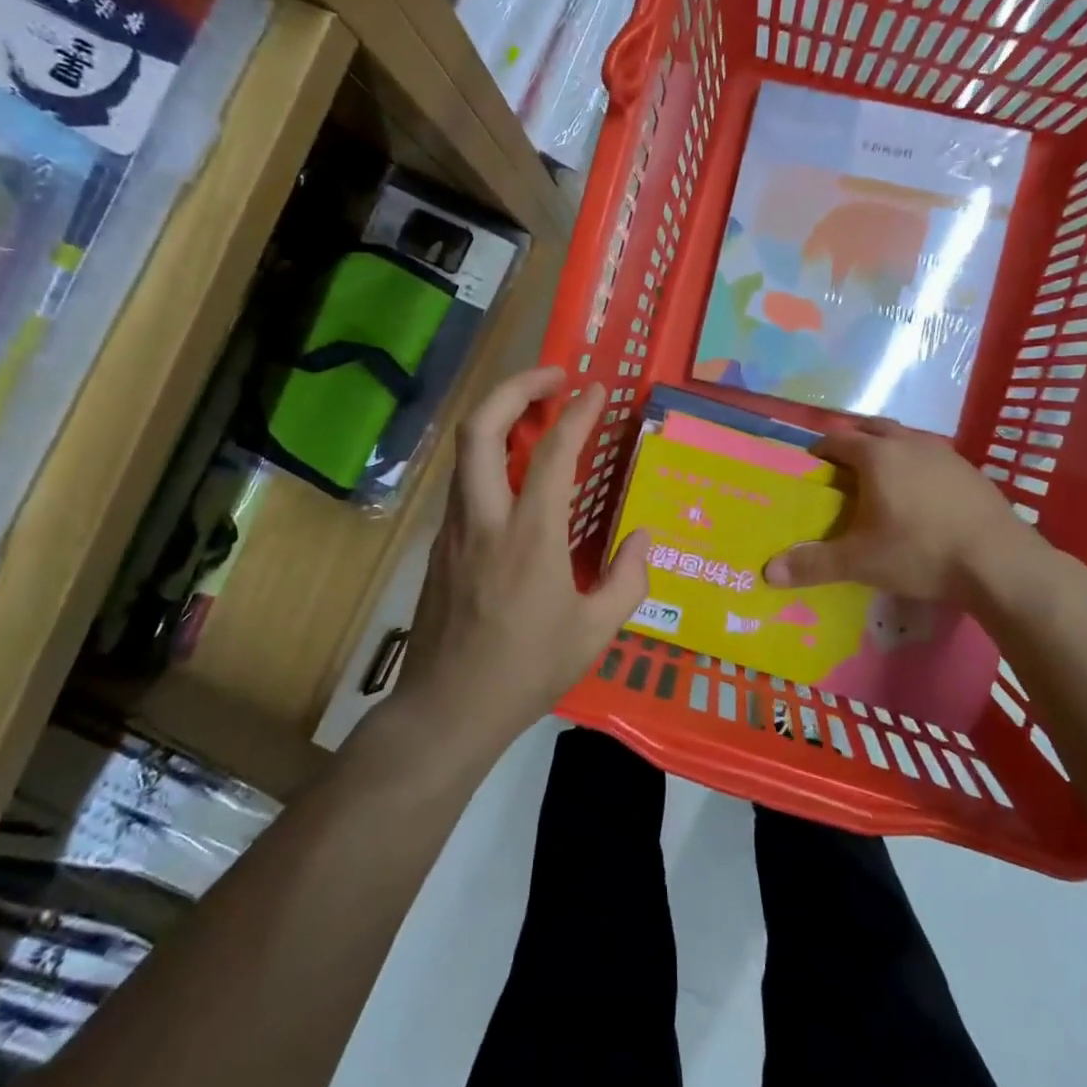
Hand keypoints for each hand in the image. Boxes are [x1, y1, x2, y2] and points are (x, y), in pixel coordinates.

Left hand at [392, 366, 649, 748]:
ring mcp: (455, 528)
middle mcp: (485, 518)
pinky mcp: (441, 543)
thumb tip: (645, 538)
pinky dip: (490, 454)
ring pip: (466, 449)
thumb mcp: (595, 632)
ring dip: (499, 415)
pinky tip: (516, 471)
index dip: (578, 412)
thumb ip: (628, 579)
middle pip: (481, 426)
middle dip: (516, 387)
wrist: (447, 708)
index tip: (596, 389)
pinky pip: (464, 480)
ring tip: (537, 412)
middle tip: (553, 377)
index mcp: (530, 536)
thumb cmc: (527, 671)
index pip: (554, 452)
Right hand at [763, 419, 1033, 600]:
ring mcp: (945, 454)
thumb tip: (768, 572)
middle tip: (842, 465)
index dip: (820, 449)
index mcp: (877, 456)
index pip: (838, 439)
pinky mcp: (971, 471)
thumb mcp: (861, 562)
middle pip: (872, 427)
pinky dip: (917, 464)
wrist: (1000, 562)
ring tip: (880, 476)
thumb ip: (814, 564)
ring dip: (888, 448)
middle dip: (854, 440)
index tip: (810, 465)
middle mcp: (909, 443)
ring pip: (906, 438)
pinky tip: (921, 494)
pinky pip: (933, 456)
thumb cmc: (920, 552)